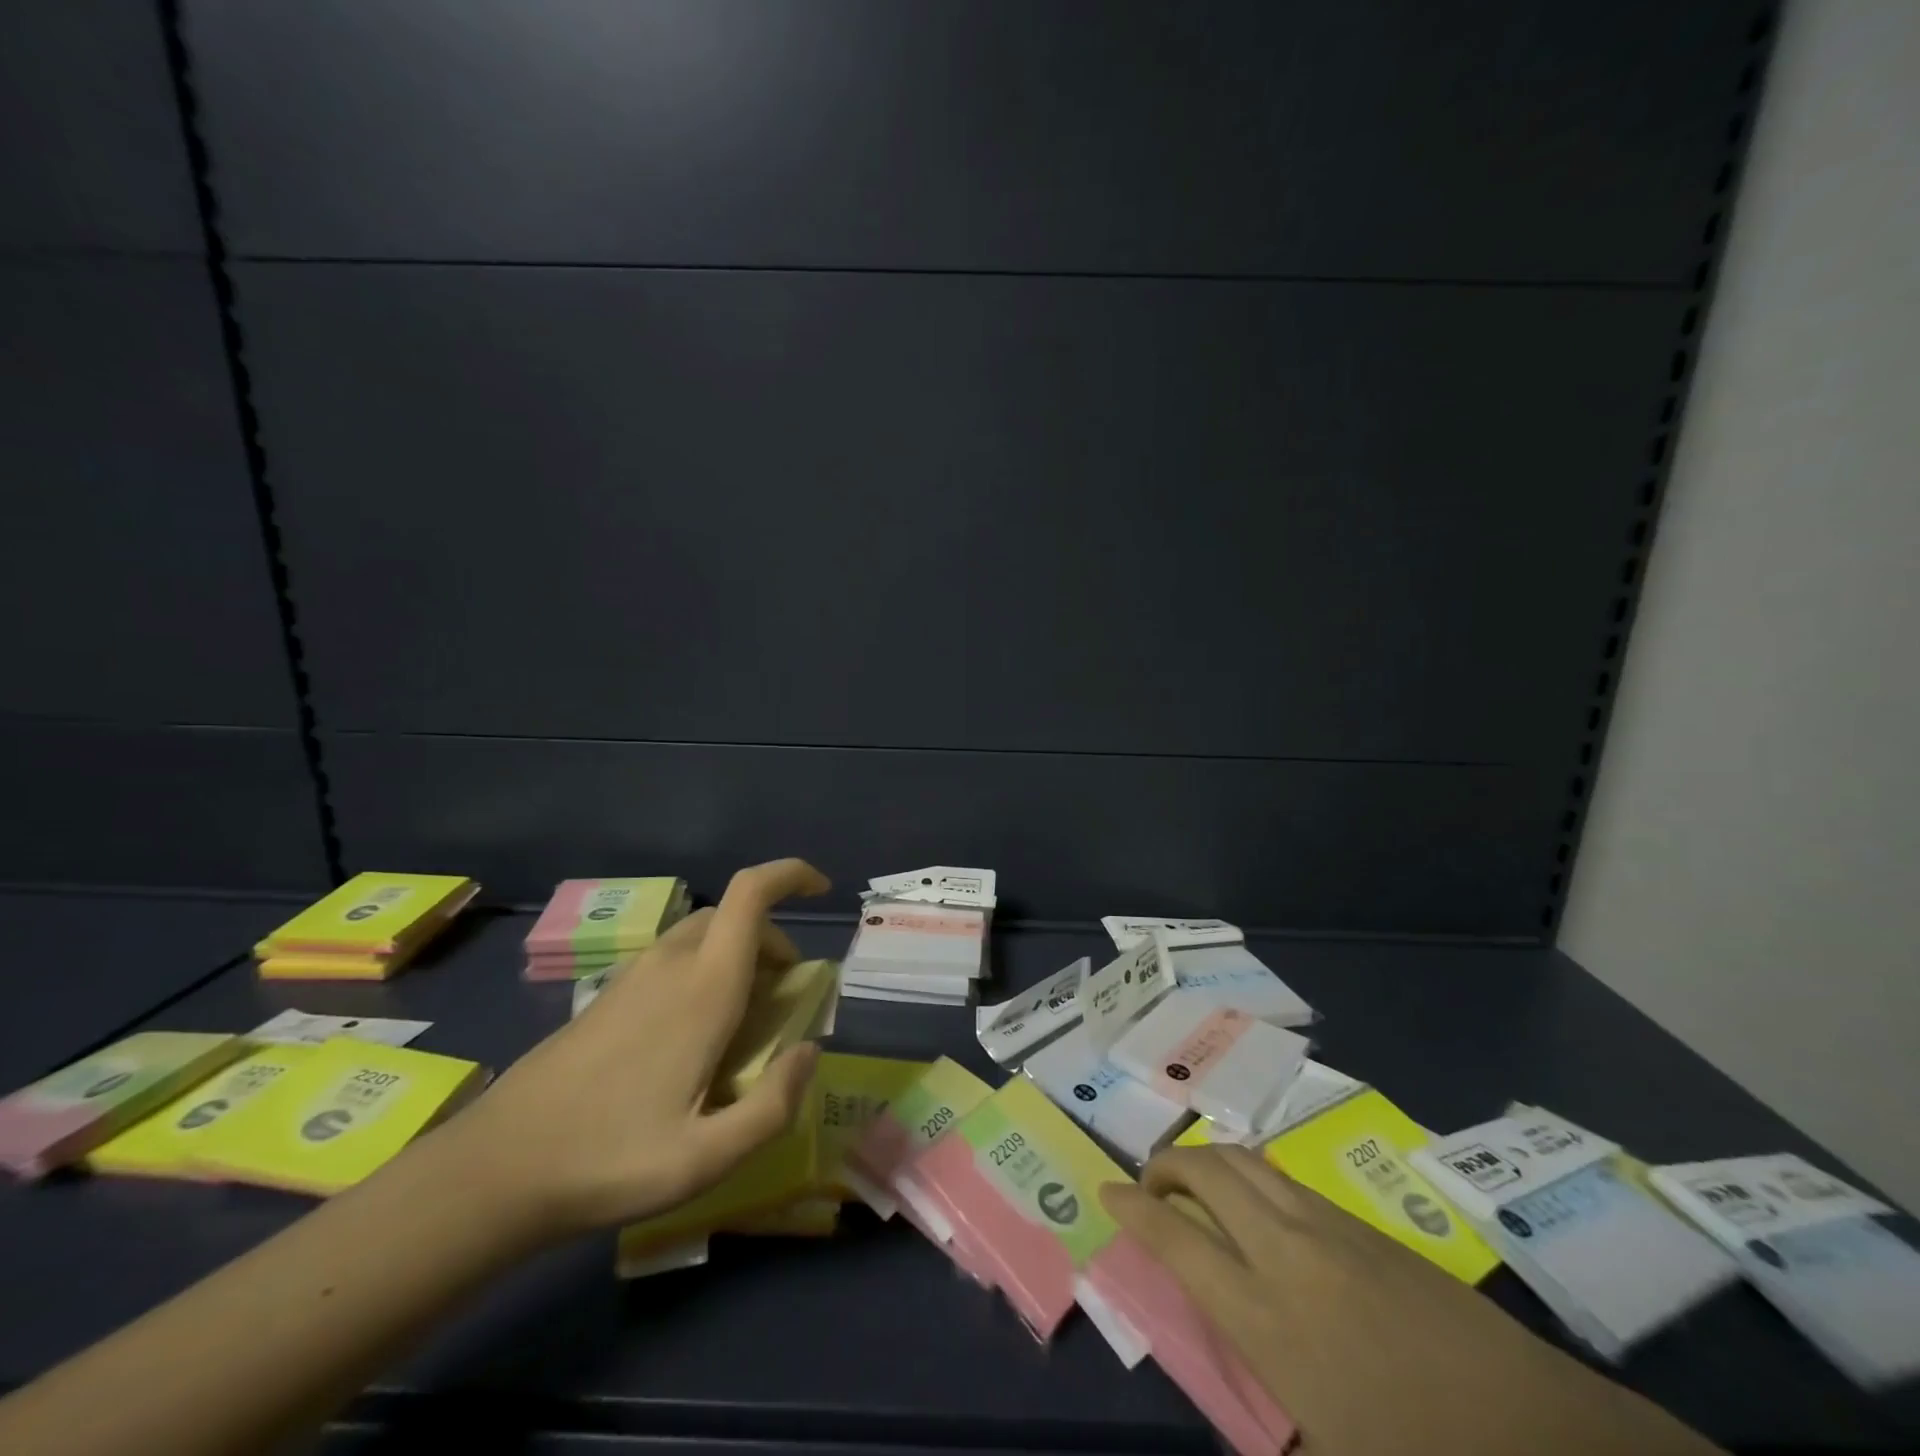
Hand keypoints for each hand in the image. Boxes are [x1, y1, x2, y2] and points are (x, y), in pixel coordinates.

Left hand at [442, 858, 829, 1244]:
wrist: (493, 1171)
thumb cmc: (608, 1160)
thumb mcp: (706, 1157)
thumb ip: (773, 1105)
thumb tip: (810, 1051)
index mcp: (703, 987)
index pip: (751, 893)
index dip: (791, 875)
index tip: (822, 890)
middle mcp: (670, 964)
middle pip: (734, 915)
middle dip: (773, 940)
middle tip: (785, 997)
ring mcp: (633, 976)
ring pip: (703, 935)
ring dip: (739, 955)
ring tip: (744, 1020)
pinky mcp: (608, 995)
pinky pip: (674, 958)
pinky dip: (705, 971)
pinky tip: (694, 1036)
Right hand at [1102, 1144, 1722, 1455]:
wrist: (1545, 1437)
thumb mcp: (1327, 1454)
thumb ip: (1263, 1411)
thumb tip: (1229, 1369)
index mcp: (1267, 1318)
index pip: (1176, 1238)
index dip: (1133, 1208)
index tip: (1106, 1192)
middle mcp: (1287, 1252)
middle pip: (1206, 1172)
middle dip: (1166, 1166)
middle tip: (1149, 1185)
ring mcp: (1328, 1227)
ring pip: (1247, 1160)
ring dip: (1207, 1160)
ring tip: (1193, 1182)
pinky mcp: (1363, 1224)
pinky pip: (1286, 1178)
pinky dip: (1252, 1174)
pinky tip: (1258, 1204)